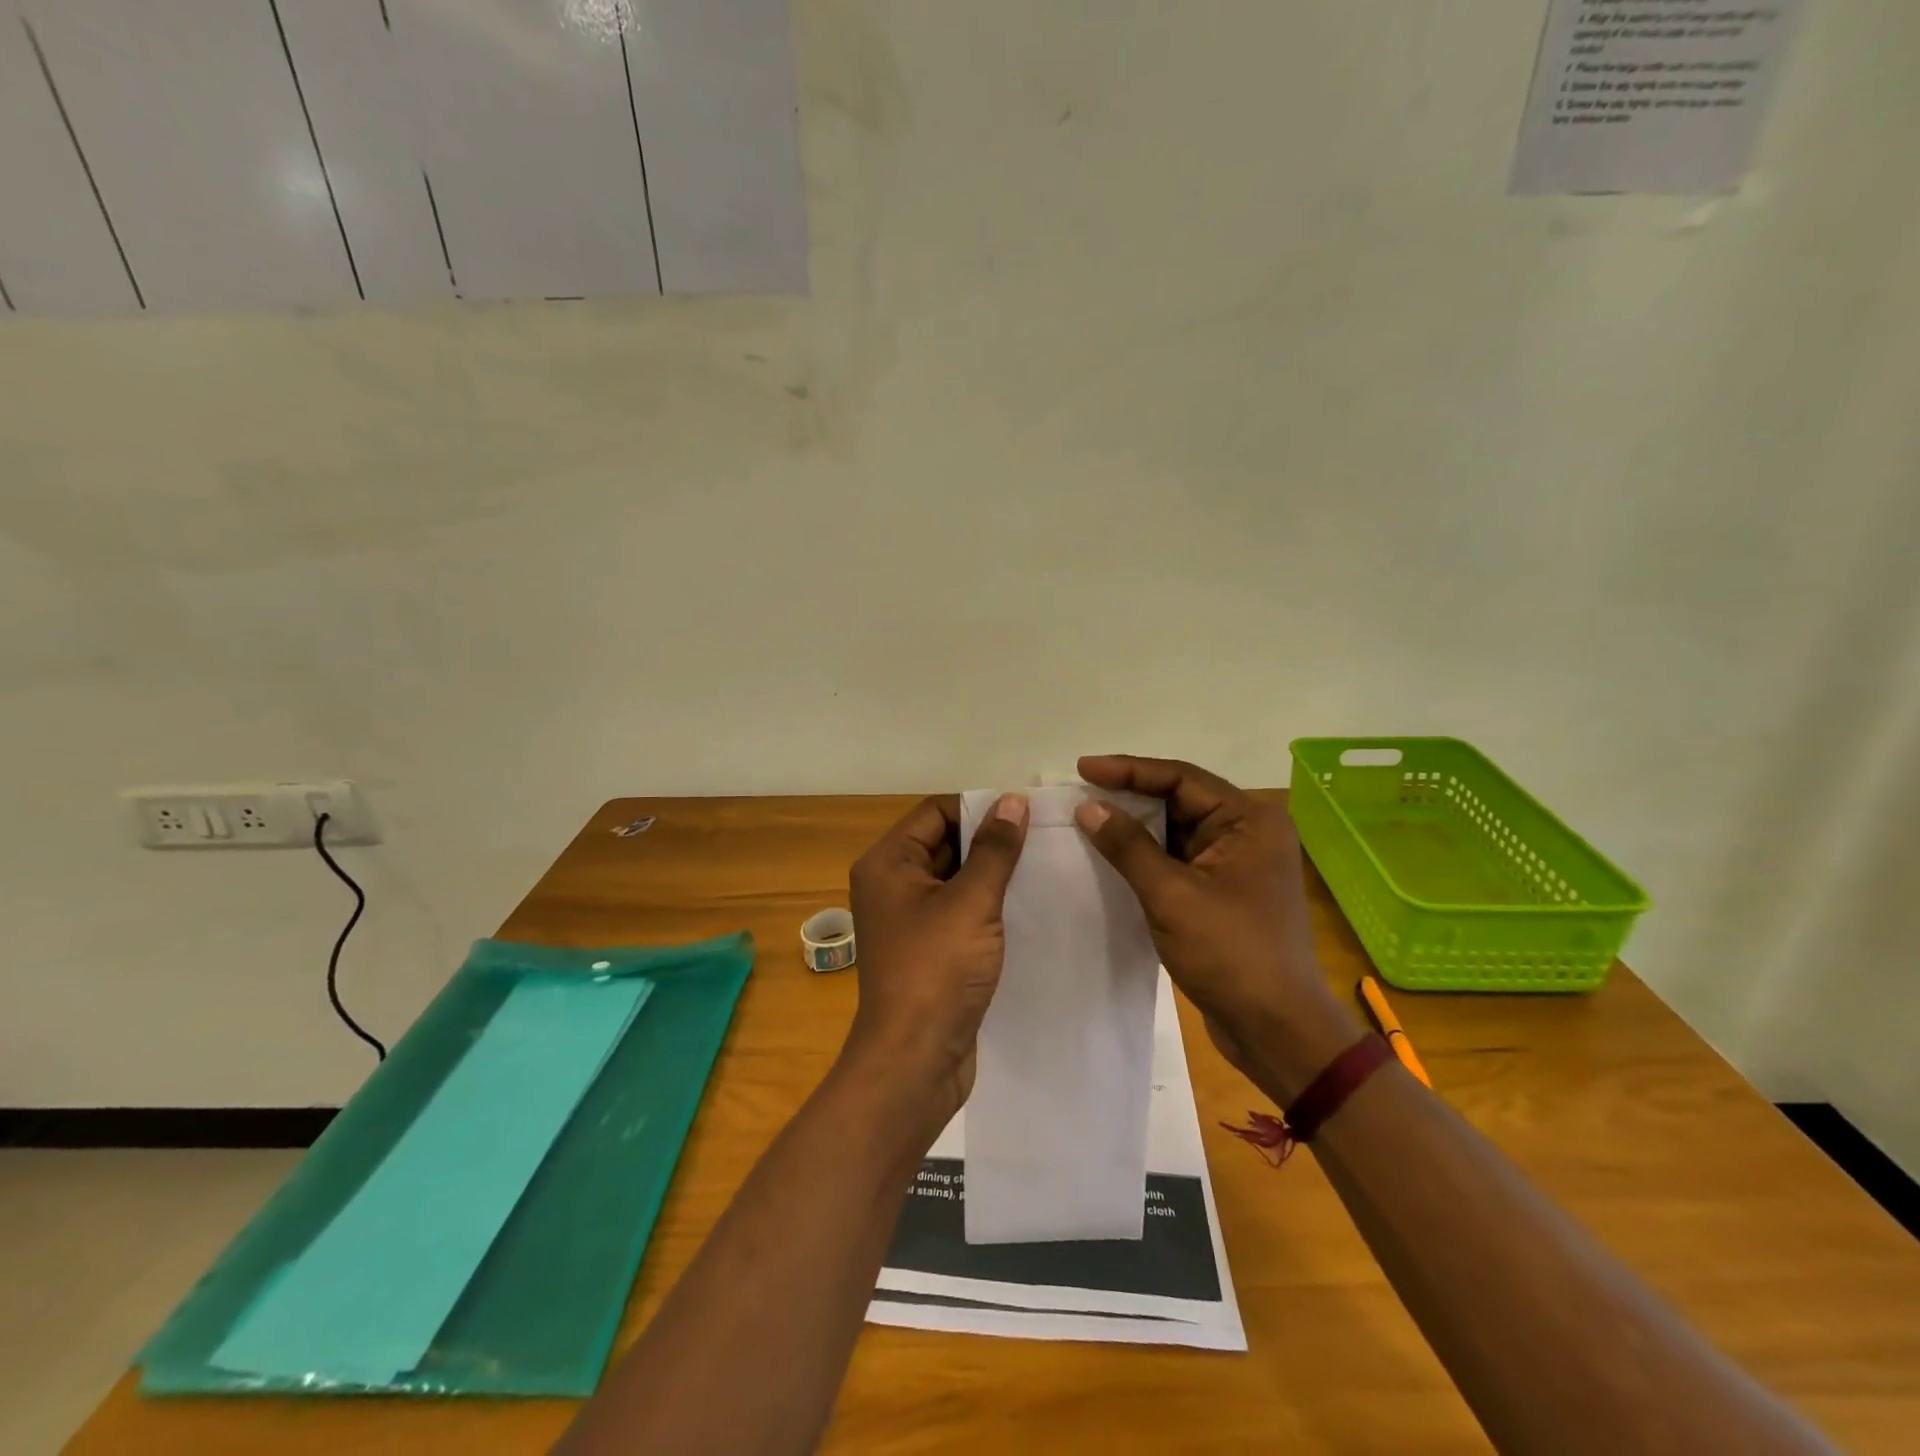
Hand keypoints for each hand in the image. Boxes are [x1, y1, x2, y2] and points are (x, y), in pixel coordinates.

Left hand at [844, 793, 1029, 1128]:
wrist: (914, 1061)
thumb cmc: (937, 970)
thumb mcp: (971, 902)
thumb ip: (995, 849)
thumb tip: (1013, 801)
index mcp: (888, 863)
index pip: (935, 813)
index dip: (978, 808)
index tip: (1026, 814)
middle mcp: (891, 885)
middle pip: (945, 843)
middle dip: (989, 841)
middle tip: (1043, 839)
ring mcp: (909, 920)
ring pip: (955, 880)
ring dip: (992, 875)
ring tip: (1043, 868)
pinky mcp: (928, 950)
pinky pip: (959, 912)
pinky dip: (987, 906)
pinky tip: (1027, 906)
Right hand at [1074, 755, 1360, 1101]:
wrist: (1275, 1029)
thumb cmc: (1230, 953)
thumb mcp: (1172, 894)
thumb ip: (1128, 846)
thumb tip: (1088, 806)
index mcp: (1249, 820)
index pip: (1181, 778)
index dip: (1129, 770)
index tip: (1083, 768)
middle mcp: (1248, 833)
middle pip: (1180, 799)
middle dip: (1130, 795)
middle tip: (1080, 790)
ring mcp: (1236, 864)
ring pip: (1176, 831)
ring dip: (1135, 826)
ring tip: (1087, 818)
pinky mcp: (1223, 892)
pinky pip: (1178, 859)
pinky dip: (1146, 856)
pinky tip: (1111, 855)